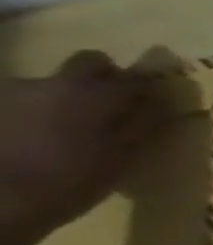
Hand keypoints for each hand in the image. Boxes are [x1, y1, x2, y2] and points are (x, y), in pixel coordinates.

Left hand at [0, 51, 172, 244]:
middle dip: (105, 78)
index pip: (139, 76)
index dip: (151, 86)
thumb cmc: (69, 181)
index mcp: (99, 93)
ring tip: (65, 129)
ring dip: (65, 98)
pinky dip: (33, 113)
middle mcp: (58, 83)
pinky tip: (31, 138)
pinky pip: (23, 102)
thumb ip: (145, 123)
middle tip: (111, 105)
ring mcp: (15, 94)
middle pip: (91, 63)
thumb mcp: (122, 157)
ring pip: (54, 84)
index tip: (157, 102)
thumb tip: (165, 102)